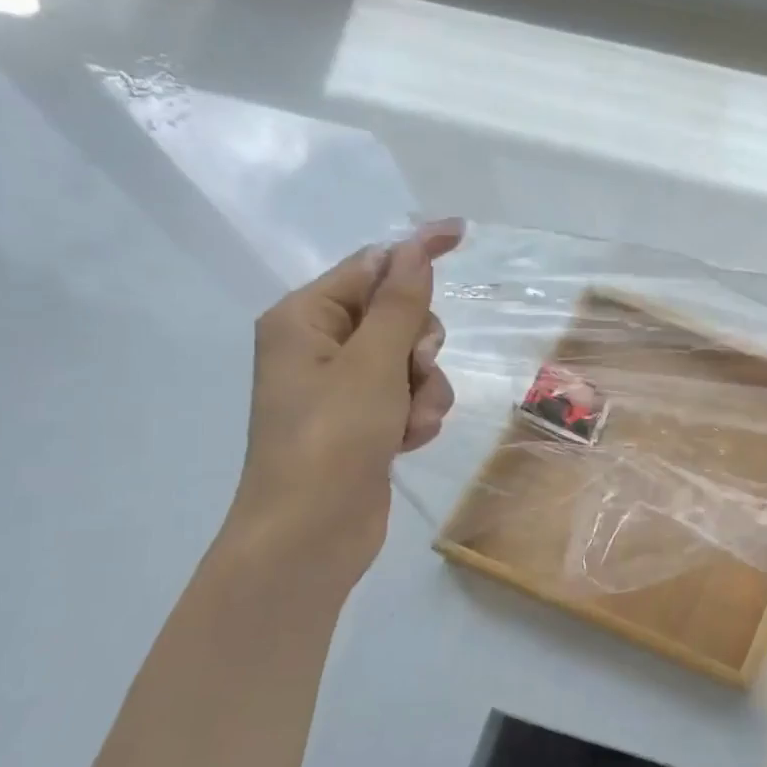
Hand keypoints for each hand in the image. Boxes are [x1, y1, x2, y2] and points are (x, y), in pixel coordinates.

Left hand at [227, 221, 462, 579]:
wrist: (310, 534)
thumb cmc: (332, 439)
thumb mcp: (371, 364)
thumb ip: (399, 304)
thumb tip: (414, 247)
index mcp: (305, 318)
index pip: (371, 266)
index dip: (415, 251)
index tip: (460, 232)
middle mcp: (321, 346)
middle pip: (398, 316)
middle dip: (418, 347)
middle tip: (412, 372)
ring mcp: (343, 388)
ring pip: (413, 362)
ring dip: (424, 390)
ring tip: (407, 423)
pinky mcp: (365, 422)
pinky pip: (410, 397)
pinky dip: (417, 416)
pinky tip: (406, 443)